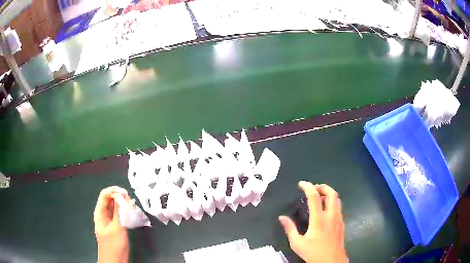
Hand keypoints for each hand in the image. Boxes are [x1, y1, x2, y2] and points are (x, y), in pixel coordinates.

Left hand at [93, 186, 129, 262]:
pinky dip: (125, 211)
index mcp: (100, 213)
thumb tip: (122, 197)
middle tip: (131, 200)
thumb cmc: (114, 246)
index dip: (114, 191)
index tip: (126, 193)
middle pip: (110, 199)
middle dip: (120, 197)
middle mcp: (104, 214)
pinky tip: (133, 212)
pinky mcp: (116, 226)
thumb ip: (119, 212)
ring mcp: (110, 220)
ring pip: (115, 207)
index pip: (105, 194)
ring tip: (133, 205)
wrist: (115, 261)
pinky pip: (120, 214)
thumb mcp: (117, 228)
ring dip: (124, 204)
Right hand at [279, 182, 347, 262]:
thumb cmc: (313, 252)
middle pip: (332, 193)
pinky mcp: (342, 223)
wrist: (332, 261)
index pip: (315, 197)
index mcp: (319, 220)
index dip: (308, 187)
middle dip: (323, 186)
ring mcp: (338, 219)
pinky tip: (325, 210)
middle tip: (314, 188)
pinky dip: (332, 202)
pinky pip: (339, 207)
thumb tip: (281, 217)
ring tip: (319, 197)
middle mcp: (331, 216)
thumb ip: (290, 229)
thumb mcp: (297, 243)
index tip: (301, 184)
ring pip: (337, 199)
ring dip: (328, 194)